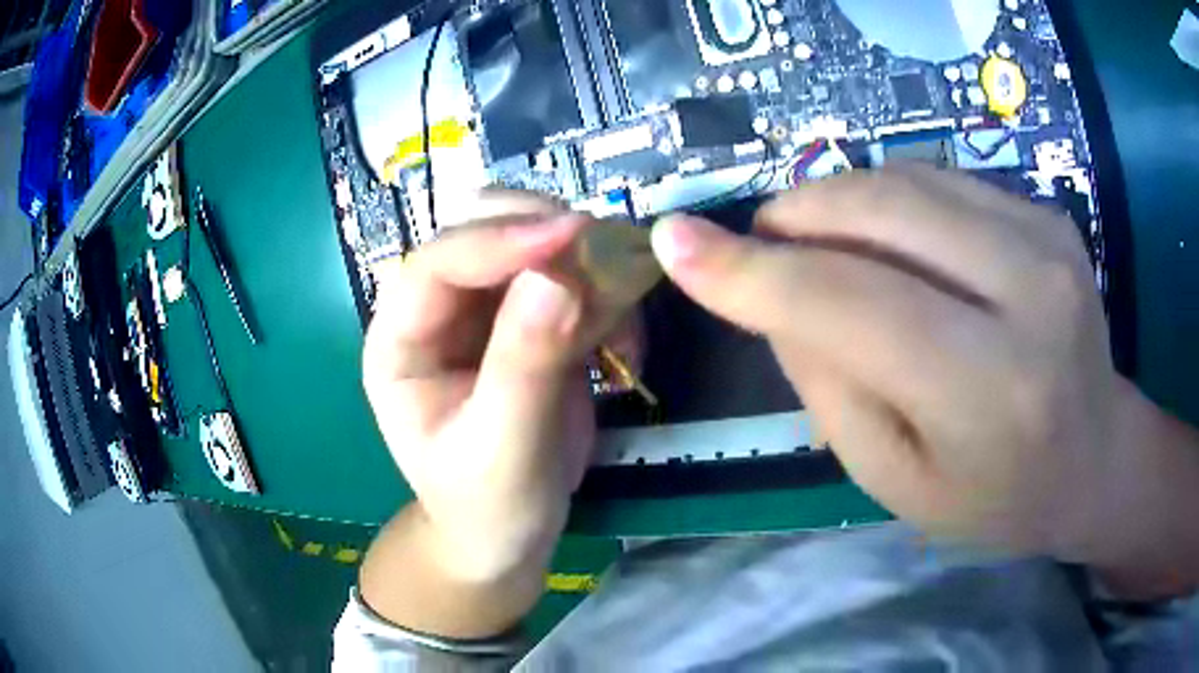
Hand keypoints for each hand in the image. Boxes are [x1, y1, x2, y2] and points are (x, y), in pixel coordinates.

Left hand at [363, 213, 597, 581]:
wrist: (508, 535)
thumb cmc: (487, 504)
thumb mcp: (503, 449)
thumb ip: (523, 365)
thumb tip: (558, 278)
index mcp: (399, 342)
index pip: (436, 264)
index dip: (498, 240)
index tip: (571, 234)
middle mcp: (437, 312)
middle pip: (481, 230)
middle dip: (544, 232)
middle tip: (606, 256)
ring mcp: (485, 312)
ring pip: (532, 243)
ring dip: (585, 259)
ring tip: (624, 307)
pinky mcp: (530, 321)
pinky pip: (572, 279)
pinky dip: (607, 293)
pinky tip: (625, 344)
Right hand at [651, 167, 1133, 561]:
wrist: (1095, 459)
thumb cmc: (996, 498)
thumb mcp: (895, 482)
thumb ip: (830, 385)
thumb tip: (773, 293)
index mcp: (992, 390)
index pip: (852, 304)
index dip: (751, 271)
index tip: (675, 243)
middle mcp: (1030, 293)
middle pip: (881, 211)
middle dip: (795, 216)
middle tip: (761, 243)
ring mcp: (1047, 236)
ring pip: (906, 179)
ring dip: (838, 200)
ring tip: (818, 242)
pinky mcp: (1048, 212)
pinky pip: (940, 180)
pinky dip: (890, 200)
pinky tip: (888, 241)